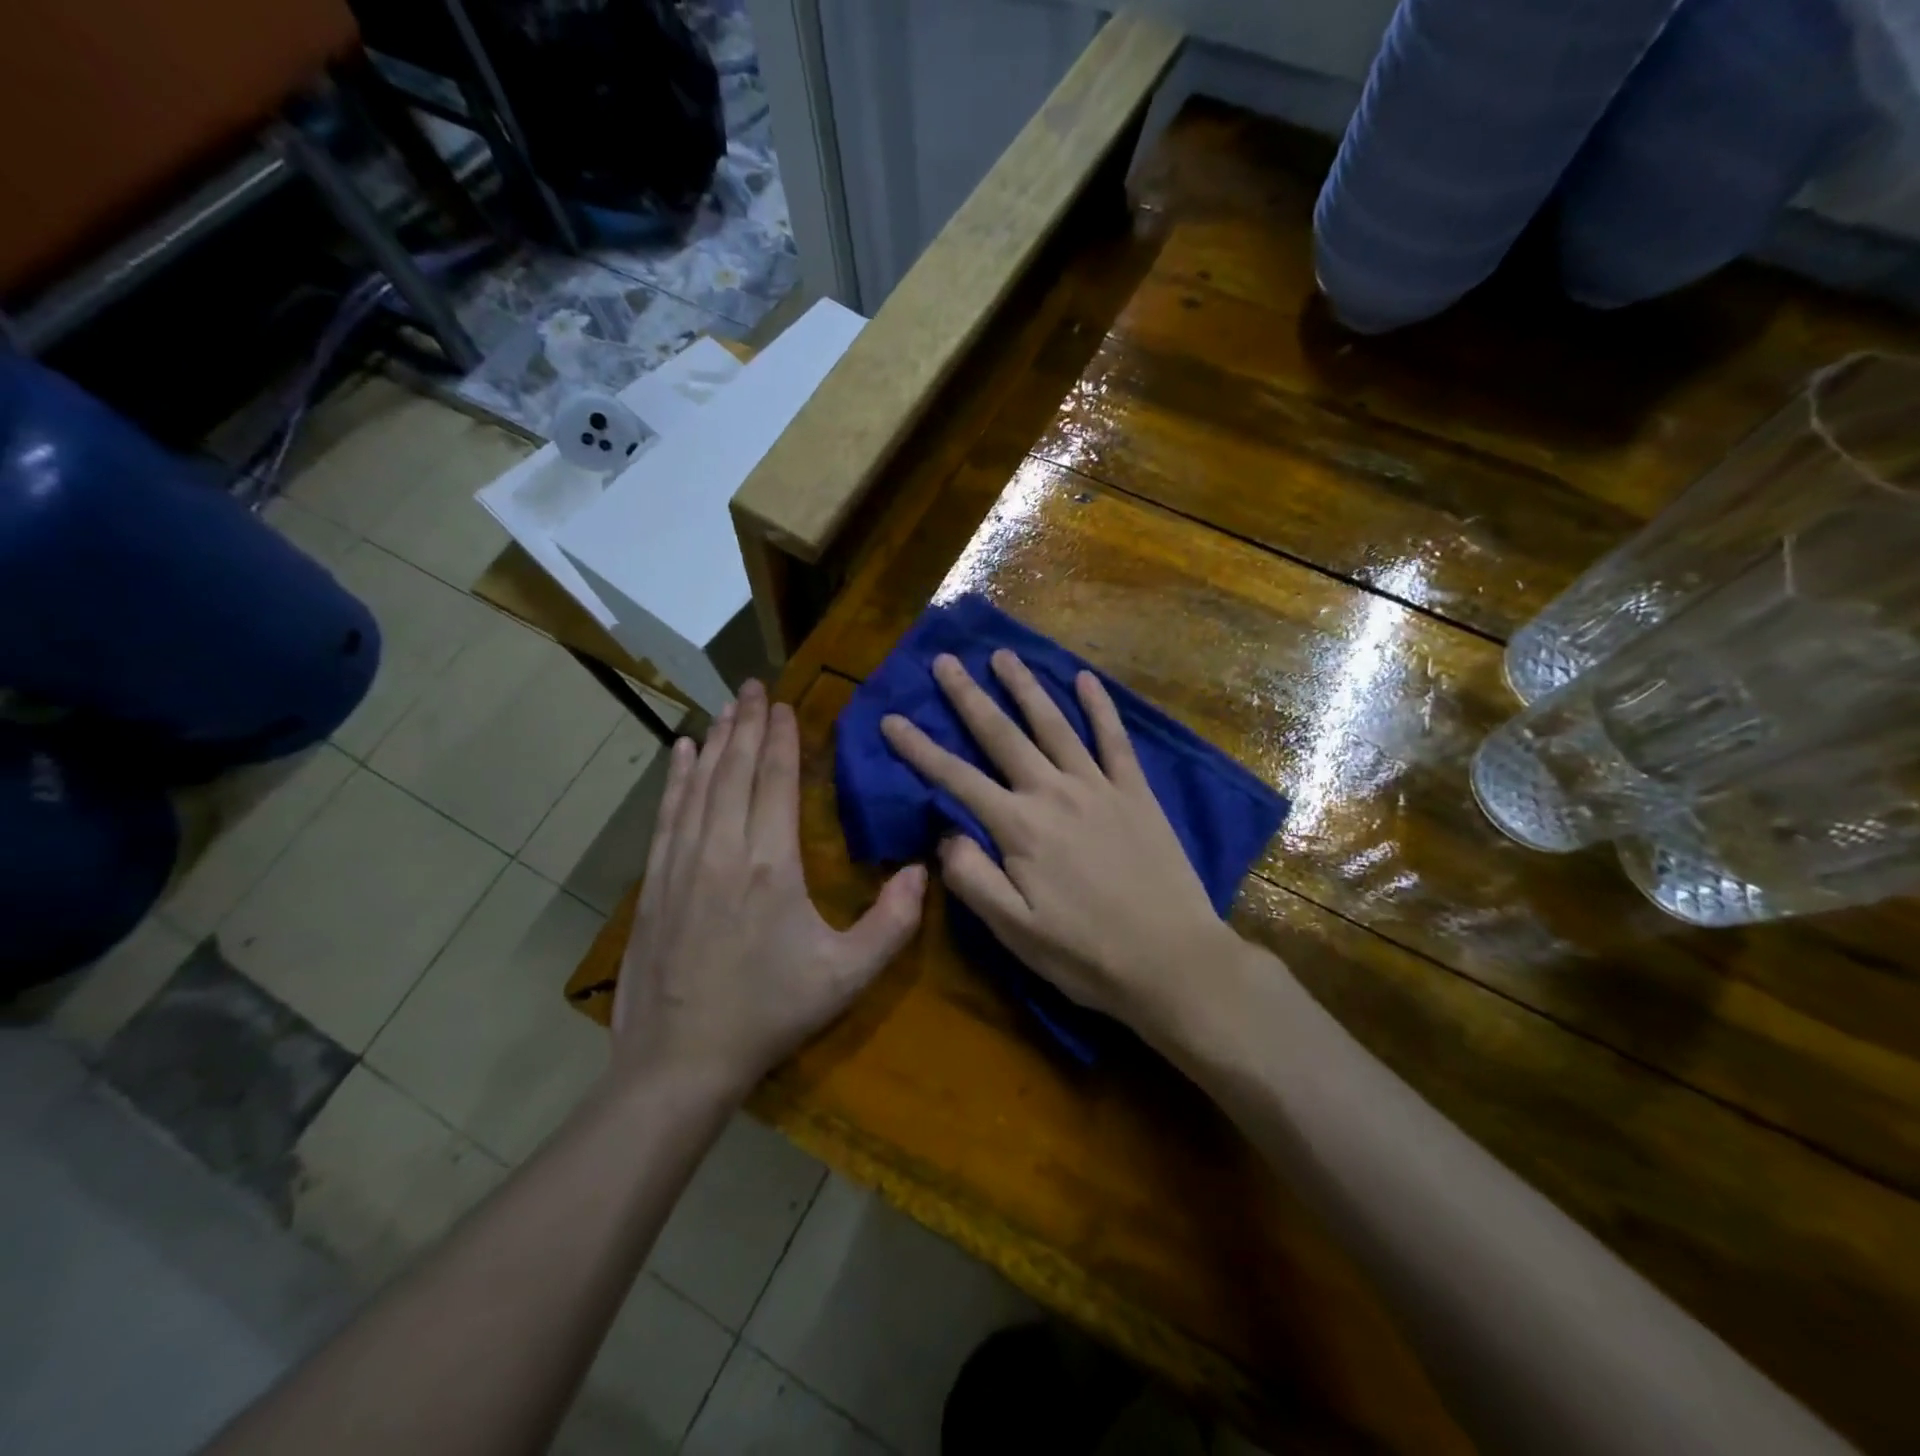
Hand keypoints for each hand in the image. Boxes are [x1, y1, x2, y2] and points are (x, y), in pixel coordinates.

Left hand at [614, 680, 925, 1095]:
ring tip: (725, 706)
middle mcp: (723, 849)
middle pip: (735, 770)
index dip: (781, 739)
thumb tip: (924, 869)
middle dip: (747, 723)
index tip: (785, 705)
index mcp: (771, 864)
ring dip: (715, 741)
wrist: (679, 1060)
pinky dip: (676, 778)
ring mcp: (682, 863)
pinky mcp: (656, 881)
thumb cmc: (770, 1013)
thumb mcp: (846, 976)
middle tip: (754, 686)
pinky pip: (668, 814)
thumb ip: (893, 923)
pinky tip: (681, 754)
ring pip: (699, 784)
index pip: (776, 781)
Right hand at [880, 651, 1238, 1038]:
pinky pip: (1114, 739)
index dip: (919, 748)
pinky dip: (1100, 706)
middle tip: (944, 661)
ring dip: (1025, 687)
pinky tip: (1086, 678)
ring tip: (1002, 655)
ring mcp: (1098, 787)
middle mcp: (1053, 793)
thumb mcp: (1014, 931)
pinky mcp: (1136, 793)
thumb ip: (971, 878)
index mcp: (1019, 828)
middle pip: (1001, 735)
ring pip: (1054, 724)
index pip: (956, 778)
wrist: (1173, 962)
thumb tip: (944, 833)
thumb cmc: (1085, 955)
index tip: (891, 719)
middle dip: (968, 697)